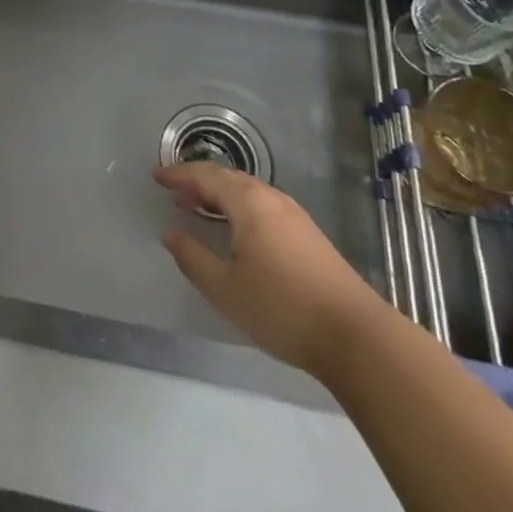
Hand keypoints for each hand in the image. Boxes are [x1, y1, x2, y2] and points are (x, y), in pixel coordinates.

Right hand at [155, 163, 382, 376]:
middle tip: (175, 194)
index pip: (205, 176)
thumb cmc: (283, 308)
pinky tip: (237, 231)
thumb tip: (171, 235)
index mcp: (248, 202)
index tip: (156, 177)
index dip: (178, 174)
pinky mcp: (309, 235)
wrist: (356, 336)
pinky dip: (240, 207)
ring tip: (200, 209)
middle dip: (198, 182)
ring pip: (248, 191)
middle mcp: (271, 198)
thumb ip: (194, 259)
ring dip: (220, 195)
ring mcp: (294, 215)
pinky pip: (263, 205)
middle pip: (228, 178)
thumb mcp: (226, 289)